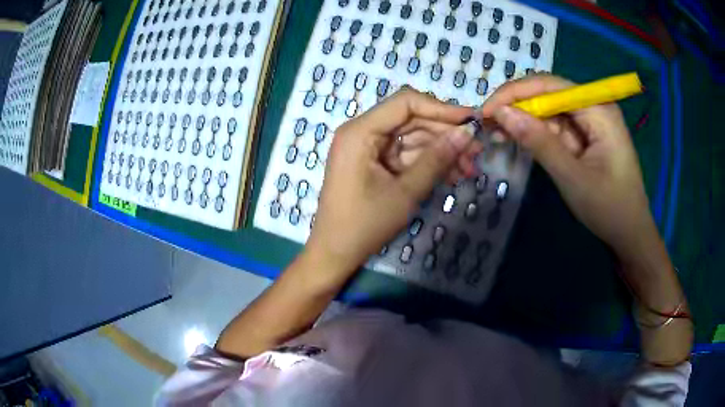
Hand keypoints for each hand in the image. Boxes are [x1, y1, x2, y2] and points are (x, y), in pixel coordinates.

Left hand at [306, 88, 481, 277]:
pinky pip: (406, 154)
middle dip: (446, 134)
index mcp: (360, 131)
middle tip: (477, 150)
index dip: (441, 108)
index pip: (406, 103)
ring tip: (470, 168)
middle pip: (412, 119)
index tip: (471, 121)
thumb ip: (437, 159)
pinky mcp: (375, 162)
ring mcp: (368, 147)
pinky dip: (429, 162)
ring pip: (413, 137)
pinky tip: (453, 174)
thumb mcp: (405, 192)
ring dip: (442, 150)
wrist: (336, 253)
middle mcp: (363, 132)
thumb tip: (467, 133)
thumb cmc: (365, 224)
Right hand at [481, 74, 657, 258]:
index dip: (515, 93)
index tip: (487, 111)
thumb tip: (501, 113)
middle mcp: (594, 107)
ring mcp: (590, 122)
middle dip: (518, 106)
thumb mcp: (571, 176)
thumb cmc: (609, 208)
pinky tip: (518, 139)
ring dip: (524, 120)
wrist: (630, 234)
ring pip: (550, 111)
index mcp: (598, 109)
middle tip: (487, 123)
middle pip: (549, 94)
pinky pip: (557, 127)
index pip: (550, 86)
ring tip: (497, 133)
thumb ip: (538, 142)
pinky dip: (536, 134)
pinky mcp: (586, 137)